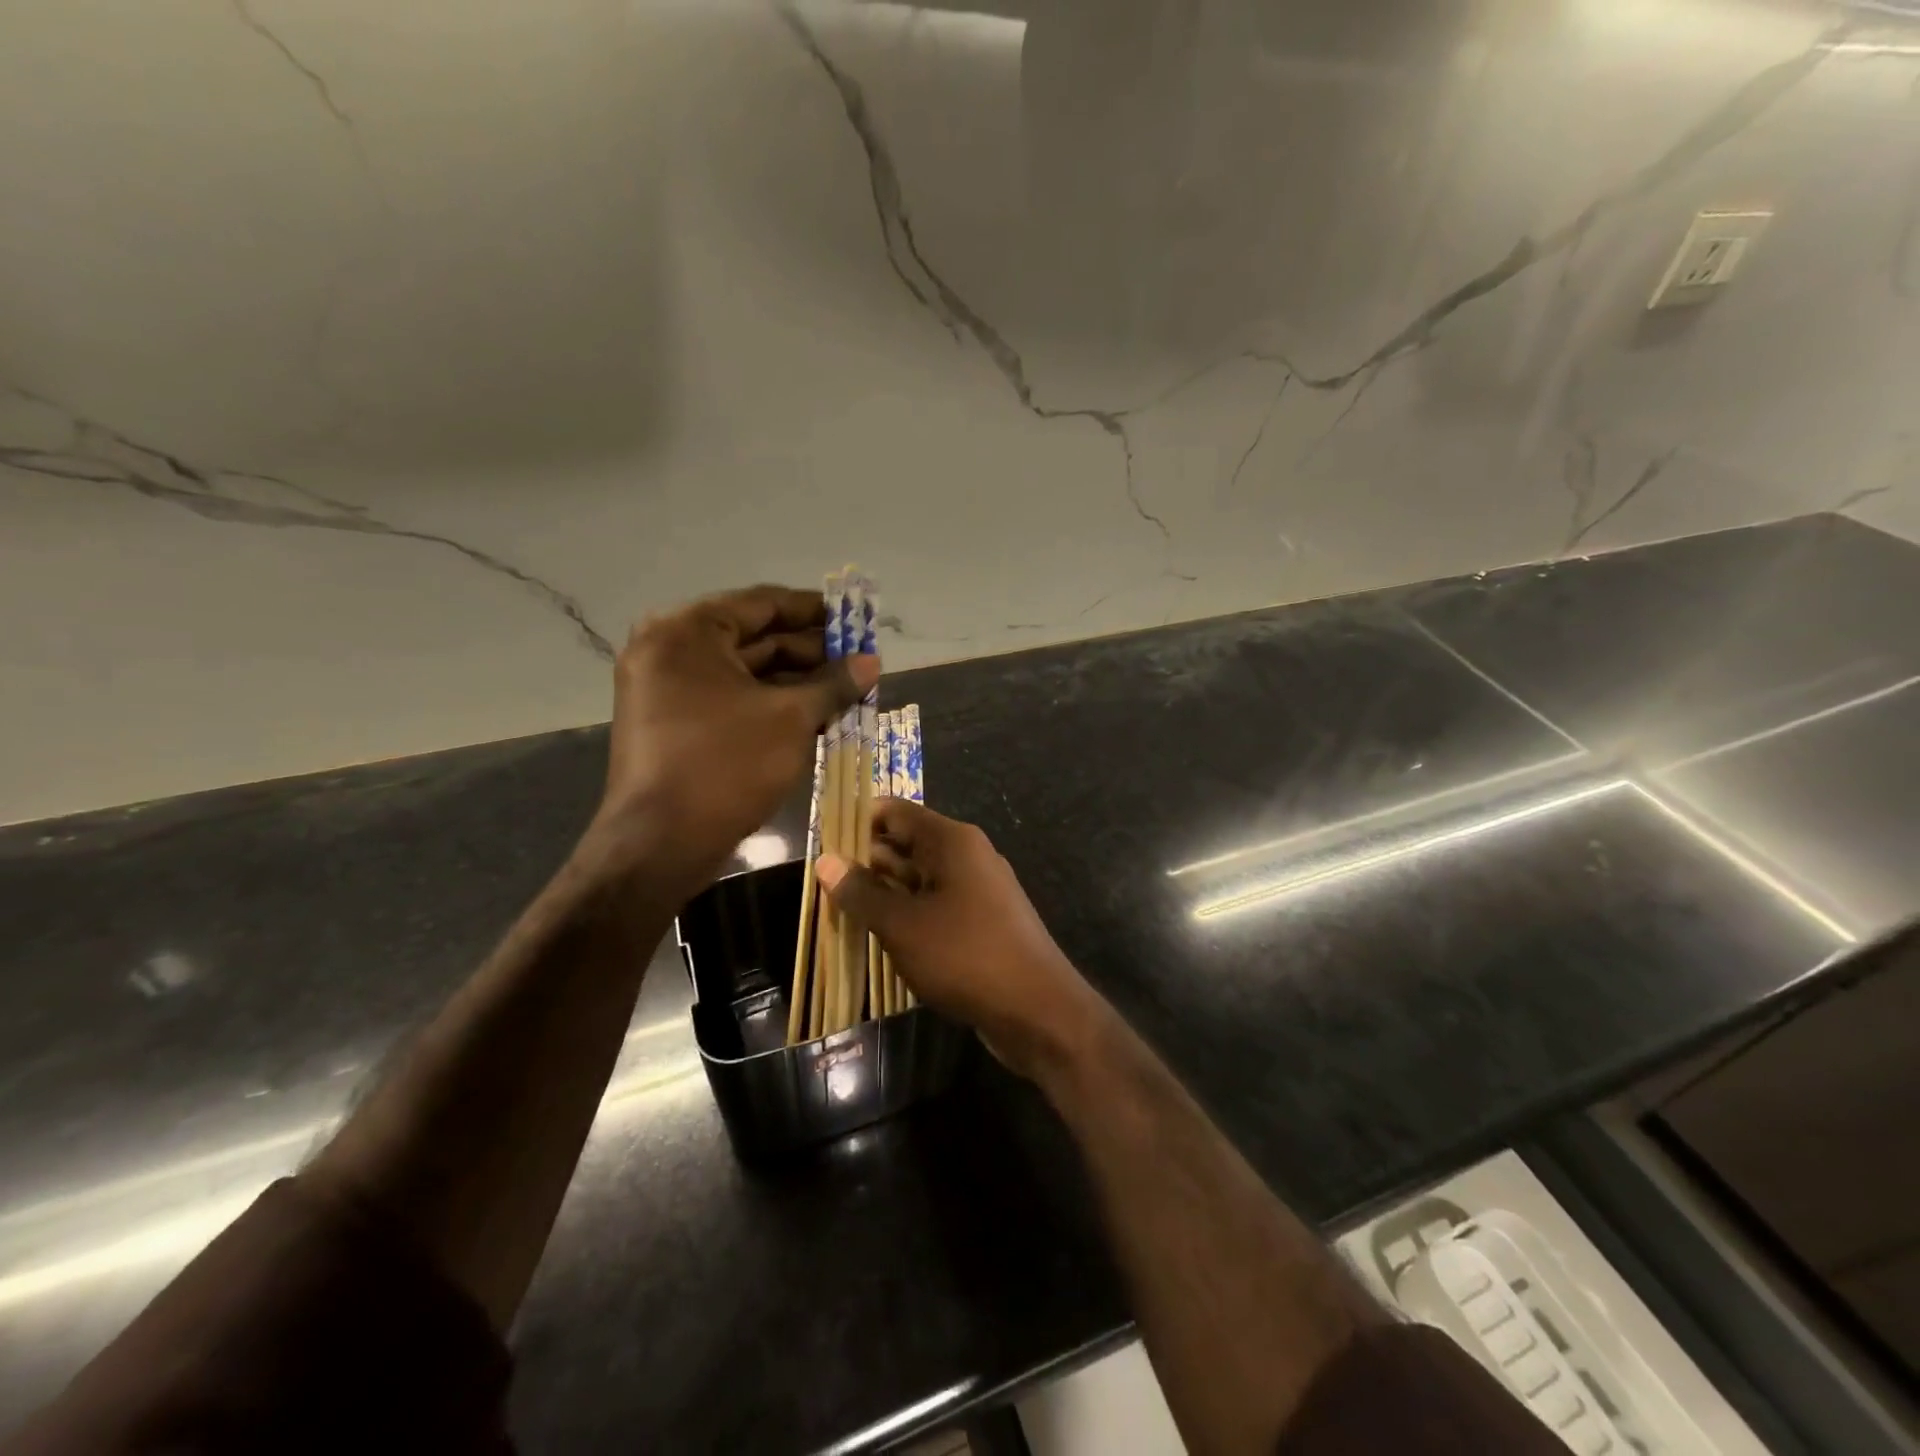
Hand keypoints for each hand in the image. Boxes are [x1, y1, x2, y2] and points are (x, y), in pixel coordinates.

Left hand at [588, 585, 876, 899]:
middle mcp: (669, 649)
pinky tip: (815, 715)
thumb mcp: (791, 719)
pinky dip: (770, 704)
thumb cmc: (726, 766)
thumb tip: (872, 663)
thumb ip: (833, 684)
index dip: (814, 611)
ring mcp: (666, 689)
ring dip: (795, 681)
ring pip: (745, 673)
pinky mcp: (672, 723)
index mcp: (687, 631)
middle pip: (754, 638)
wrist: (660, 845)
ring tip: (846, 691)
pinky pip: (730, 699)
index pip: (763, 603)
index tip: (853, 618)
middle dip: (810, 652)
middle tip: (858, 661)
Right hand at [817, 802, 1105, 1078]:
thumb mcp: (903, 925)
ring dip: (883, 892)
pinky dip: (907, 914)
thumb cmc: (966, 956)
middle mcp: (967, 855)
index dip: (858, 821)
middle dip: (865, 861)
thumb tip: (826, 860)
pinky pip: (936, 904)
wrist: (1037, 1009)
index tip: (822, 842)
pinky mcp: (982, 920)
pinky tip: (879, 935)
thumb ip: (862, 892)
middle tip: (820, 883)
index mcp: (952, 841)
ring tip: (838, 909)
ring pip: (919, 878)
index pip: (896, 812)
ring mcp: (978, 888)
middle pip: (907, 844)